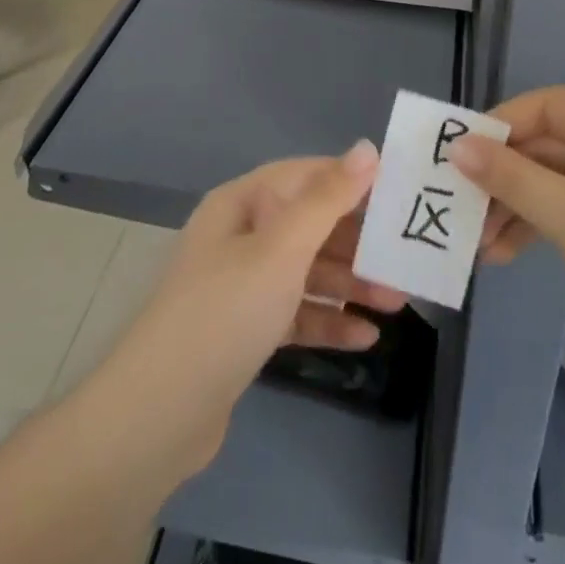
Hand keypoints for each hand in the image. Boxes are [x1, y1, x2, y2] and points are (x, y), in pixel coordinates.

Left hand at [83, 142, 403, 477]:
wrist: (158, 415)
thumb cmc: (226, 311)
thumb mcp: (282, 249)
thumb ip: (328, 198)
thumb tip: (367, 148)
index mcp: (242, 203)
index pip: (306, 176)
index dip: (351, 180)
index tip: (400, 193)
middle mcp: (241, 236)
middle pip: (310, 225)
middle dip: (358, 241)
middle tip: (406, 255)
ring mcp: (242, 285)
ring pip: (307, 271)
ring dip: (350, 284)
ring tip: (398, 301)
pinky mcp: (246, 330)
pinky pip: (296, 313)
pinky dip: (328, 321)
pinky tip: (366, 337)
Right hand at [448, 86, 564, 382]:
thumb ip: (510, 177)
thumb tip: (456, 147)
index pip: (550, 106)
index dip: (500, 126)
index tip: (456, 152)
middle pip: (550, 145)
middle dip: (504, 179)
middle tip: (459, 204)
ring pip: (557, 179)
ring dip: (517, 207)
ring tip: (477, 241)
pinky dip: (541, 224)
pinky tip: (504, 252)